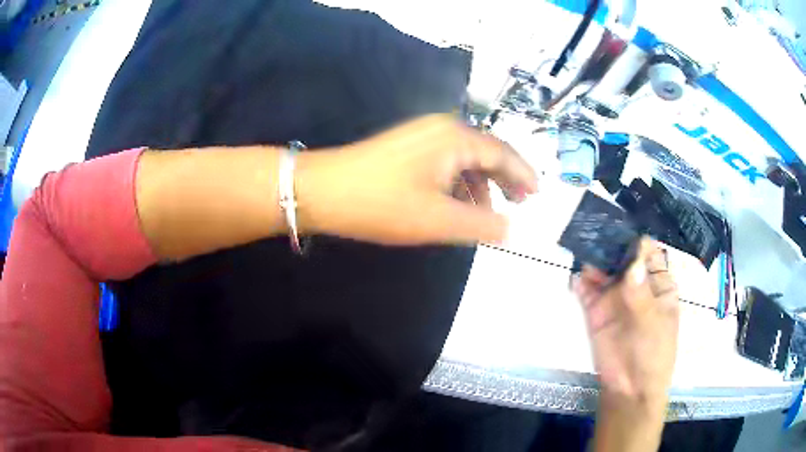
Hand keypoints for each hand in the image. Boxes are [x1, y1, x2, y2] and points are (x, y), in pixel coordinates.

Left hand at [296, 114, 537, 245]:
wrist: (323, 190)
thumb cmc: (382, 204)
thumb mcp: (438, 220)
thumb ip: (481, 224)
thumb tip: (511, 229)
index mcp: (456, 138)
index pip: (503, 152)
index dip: (523, 174)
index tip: (537, 193)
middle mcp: (442, 128)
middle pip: (486, 151)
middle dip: (505, 178)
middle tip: (519, 202)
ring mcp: (422, 134)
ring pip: (465, 157)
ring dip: (481, 183)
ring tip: (489, 211)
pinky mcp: (407, 146)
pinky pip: (446, 160)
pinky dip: (458, 181)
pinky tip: (457, 201)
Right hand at [573, 238, 679, 401]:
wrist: (630, 388)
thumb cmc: (653, 354)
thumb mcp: (653, 324)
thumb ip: (641, 295)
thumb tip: (632, 263)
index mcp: (658, 283)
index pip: (648, 252)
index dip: (636, 239)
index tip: (621, 227)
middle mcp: (636, 285)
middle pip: (622, 257)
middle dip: (610, 244)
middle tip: (595, 230)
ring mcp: (615, 297)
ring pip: (603, 270)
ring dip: (593, 260)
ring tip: (582, 248)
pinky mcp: (596, 311)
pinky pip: (587, 291)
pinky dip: (580, 282)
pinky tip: (577, 278)